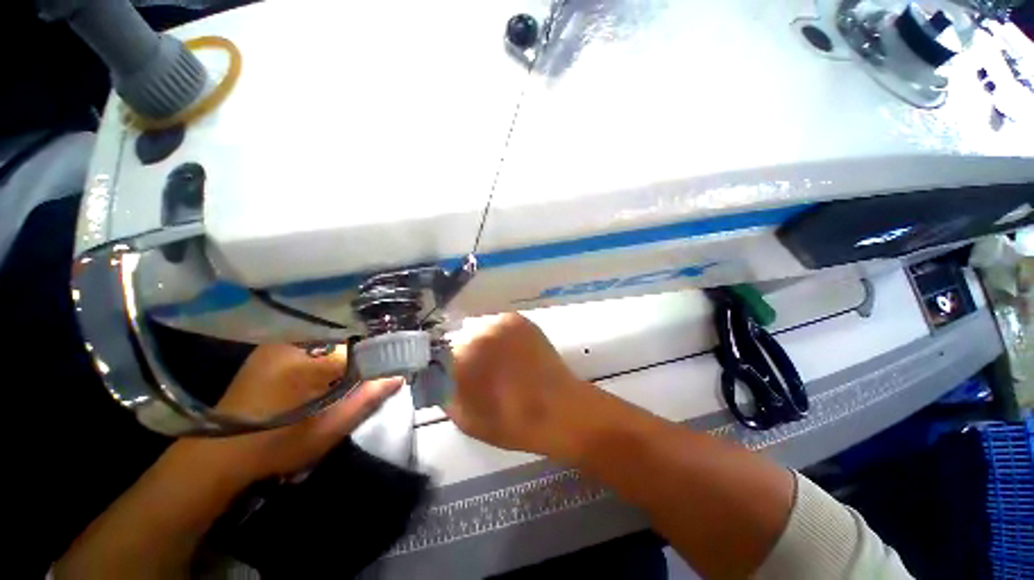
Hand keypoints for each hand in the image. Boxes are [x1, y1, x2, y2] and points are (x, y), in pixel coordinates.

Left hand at [189, 344, 400, 482]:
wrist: (218, 454)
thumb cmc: (276, 446)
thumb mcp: (329, 429)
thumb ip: (367, 399)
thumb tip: (398, 376)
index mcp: (311, 360)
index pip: (364, 348)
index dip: (380, 360)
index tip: (389, 372)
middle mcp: (296, 342)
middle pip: (349, 341)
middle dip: (364, 358)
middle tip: (368, 380)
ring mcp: (281, 343)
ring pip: (333, 340)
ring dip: (346, 356)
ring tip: (347, 379)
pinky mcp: (272, 348)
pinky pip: (315, 343)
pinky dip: (329, 353)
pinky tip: (325, 374)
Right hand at [446, 313, 594, 458]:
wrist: (561, 410)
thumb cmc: (512, 422)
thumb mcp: (466, 420)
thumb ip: (445, 395)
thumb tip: (438, 377)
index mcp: (460, 358)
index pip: (437, 356)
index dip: (443, 369)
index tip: (451, 379)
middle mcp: (477, 332)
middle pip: (458, 340)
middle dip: (462, 356)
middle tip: (476, 373)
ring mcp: (500, 322)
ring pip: (477, 330)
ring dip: (480, 344)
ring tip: (497, 363)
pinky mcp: (518, 319)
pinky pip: (497, 326)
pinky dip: (498, 338)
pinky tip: (510, 354)